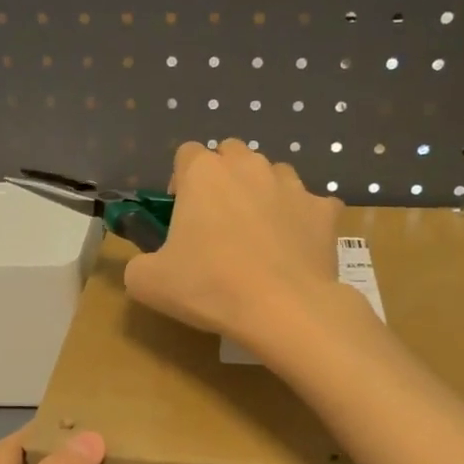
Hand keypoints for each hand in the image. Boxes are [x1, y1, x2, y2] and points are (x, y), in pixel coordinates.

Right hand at [125, 139, 343, 346]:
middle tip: (218, 221)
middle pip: (232, 154)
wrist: (283, 309)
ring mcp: (292, 185)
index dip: (181, 181)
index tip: (181, 214)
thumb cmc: (209, 287)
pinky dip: (301, 220)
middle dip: (224, 178)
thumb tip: (146, 265)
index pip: (186, 154)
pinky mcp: (324, 210)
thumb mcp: (148, 283)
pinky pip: (311, 206)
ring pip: (273, 174)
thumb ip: (139, 264)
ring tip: (258, 234)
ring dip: (263, 193)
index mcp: (204, 173)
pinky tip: (294, 249)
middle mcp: (249, 166)